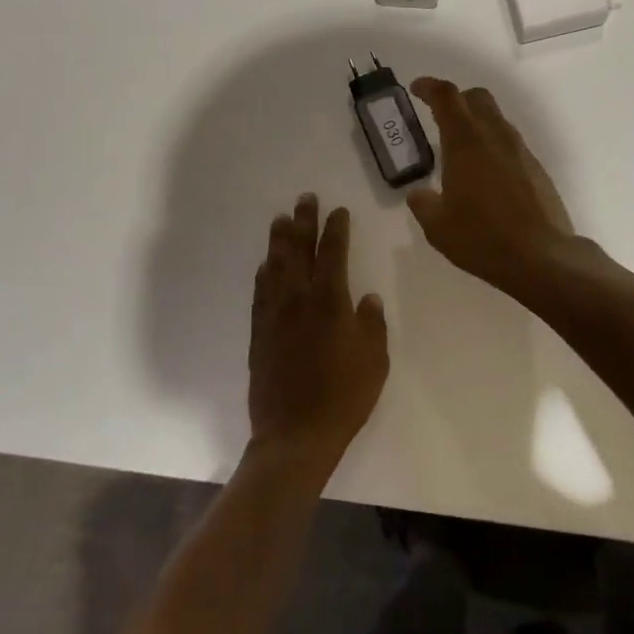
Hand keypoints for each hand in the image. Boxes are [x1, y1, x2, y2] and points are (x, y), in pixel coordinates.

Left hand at [248, 194, 389, 469]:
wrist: (294, 434)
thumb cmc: (344, 397)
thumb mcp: (374, 361)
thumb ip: (372, 324)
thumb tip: (367, 298)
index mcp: (330, 302)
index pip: (333, 253)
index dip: (336, 229)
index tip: (338, 211)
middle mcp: (298, 299)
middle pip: (299, 251)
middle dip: (303, 222)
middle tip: (304, 199)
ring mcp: (274, 315)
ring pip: (275, 266)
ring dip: (279, 240)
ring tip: (280, 219)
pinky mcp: (259, 333)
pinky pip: (260, 293)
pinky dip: (263, 273)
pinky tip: (265, 265)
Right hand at [405, 79, 577, 295]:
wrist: (542, 257)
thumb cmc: (482, 238)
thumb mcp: (438, 227)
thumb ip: (424, 204)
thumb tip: (419, 194)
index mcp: (466, 143)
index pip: (447, 97)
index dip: (430, 87)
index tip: (417, 88)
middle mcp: (495, 137)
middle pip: (477, 98)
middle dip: (457, 100)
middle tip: (440, 117)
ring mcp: (521, 151)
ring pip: (497, 119)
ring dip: (477, 123)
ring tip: (462, 150)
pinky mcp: (537, 169)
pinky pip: (511, 144)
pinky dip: (494, 146)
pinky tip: (487, 175)